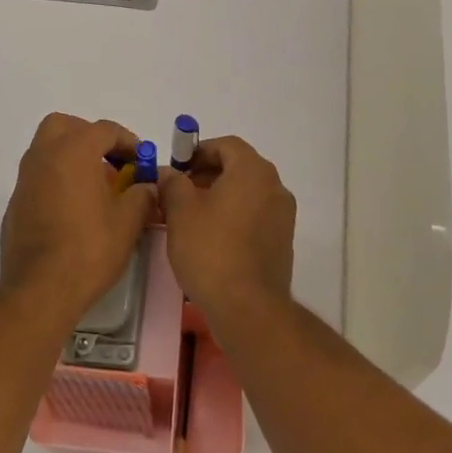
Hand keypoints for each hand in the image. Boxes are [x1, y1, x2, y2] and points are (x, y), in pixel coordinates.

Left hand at [0, 113, 155, 323]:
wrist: (39, 290)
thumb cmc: (88, 250)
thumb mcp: (128, 223)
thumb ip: (141, 196)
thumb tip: (146, 187)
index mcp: (74, 150)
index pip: (105, 130)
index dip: (128, 142)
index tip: (142, 161)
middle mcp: (44, 155)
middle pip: (65, 126)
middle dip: (89, 136)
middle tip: (110, 160)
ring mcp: (25, 178)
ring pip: (48, 149)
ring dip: (72, 156)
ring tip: (96, 186)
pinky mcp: (16, 202)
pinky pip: (39, 176)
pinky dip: (57, 179)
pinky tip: (74, 209)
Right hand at [158, 135, 295, 325]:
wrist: (248, 307)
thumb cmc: (210, 250)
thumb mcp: (180, 211)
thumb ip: (173, 183)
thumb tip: (168, 173)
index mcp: (253, 171)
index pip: (226, 145)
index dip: (198, 151)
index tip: (177, 169)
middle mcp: (274, 186)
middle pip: (238, 167)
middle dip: (207, 174)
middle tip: (180, 192)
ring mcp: (283, 215)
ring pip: (247, 192)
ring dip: (220, 196)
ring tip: (191, 217)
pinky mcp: (283, 240)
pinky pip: (255, 214)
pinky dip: (235, 215)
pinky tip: (212, 237)